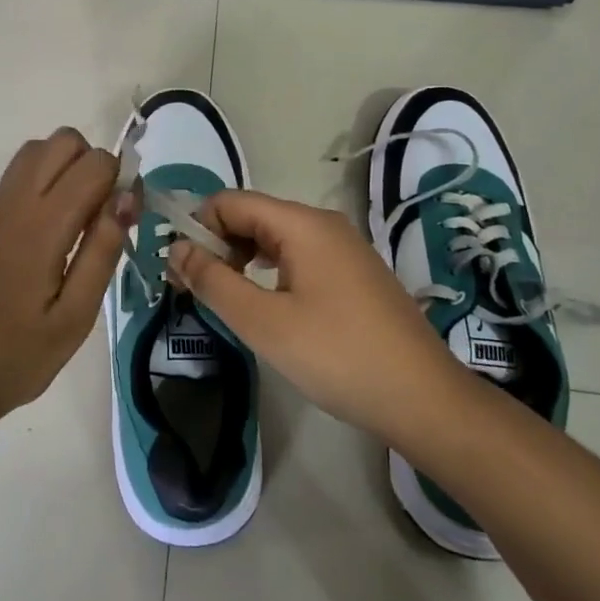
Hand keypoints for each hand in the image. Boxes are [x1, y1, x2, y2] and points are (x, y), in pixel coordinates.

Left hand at [0, 128, 134, 431]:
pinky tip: (52, 229)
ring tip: (78, 218)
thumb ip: (102, 251)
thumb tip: (128, 197)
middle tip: (102, 215)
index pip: (93, 164)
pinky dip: (46, 178)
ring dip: (68, 166)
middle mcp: (15, 203)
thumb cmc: (17, 356)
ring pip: (38, 149)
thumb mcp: (75, 318)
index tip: (126, 218)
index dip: (121, 180)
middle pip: (64, 140)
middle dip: (94, 164)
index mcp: (41, 227)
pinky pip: (20, 172)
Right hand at [167, 191, 466, 448]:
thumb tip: (176, 248)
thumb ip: (213, 281)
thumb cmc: (337, 356)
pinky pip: (300, 256)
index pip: (230, 201)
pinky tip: (270, 308)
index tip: (182, 272)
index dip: (198, 228)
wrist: (424, 398)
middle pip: (253, 216)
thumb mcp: (263, 322)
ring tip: (228, 302)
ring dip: (243, 261)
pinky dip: (271, 272)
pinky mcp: (355, 273)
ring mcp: (344, 248)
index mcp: (301, 223)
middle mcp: (323, 224)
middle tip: (198, 291)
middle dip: (218, 246)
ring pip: (275, 238)